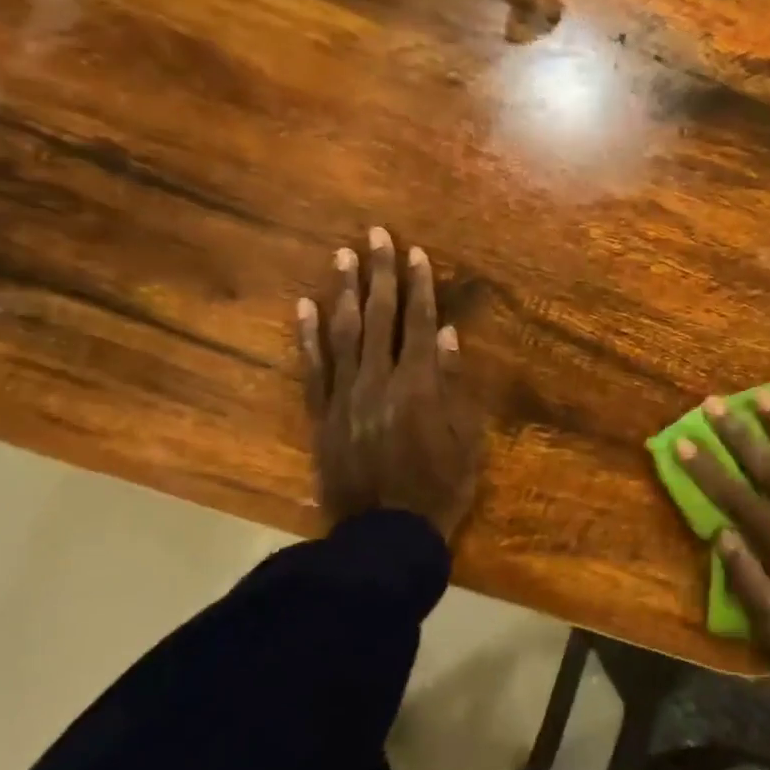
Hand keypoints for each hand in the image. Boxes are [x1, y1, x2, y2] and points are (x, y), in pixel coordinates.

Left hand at [297, 228, 484, 538]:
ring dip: (344, 291)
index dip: (419, 286)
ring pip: (342, 334)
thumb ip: (455, 385)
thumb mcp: (465, 440)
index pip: (420, 323)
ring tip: (343, 256)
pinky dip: (307, 336)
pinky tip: (304, 306)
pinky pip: (313, 369)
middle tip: (375, 234)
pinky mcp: (322, 415)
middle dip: (380, 273)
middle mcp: (380, 380)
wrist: (385, 535)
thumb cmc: (439, 489)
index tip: (416, 252)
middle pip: (379, 317)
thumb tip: (448, 336)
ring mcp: (346, 396)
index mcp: (420, 386)